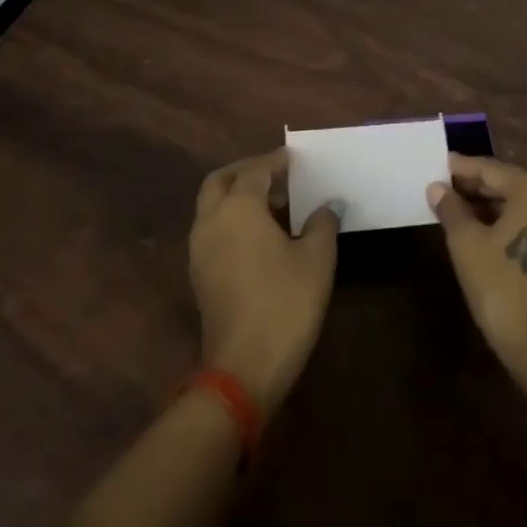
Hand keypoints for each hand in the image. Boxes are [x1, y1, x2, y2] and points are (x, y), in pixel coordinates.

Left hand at [190, 148, 339, 410]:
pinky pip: (212, 229)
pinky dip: (231, 219)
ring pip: (212, 205)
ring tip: (274, 205)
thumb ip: (322, 223)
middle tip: (276, 175)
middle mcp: (211, 220)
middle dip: (246, 171)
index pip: (255, 170)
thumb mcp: (317, 259)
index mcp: (238, 208)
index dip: (276, 161)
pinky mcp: (199, 273)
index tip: (295, 158)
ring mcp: (199, 249)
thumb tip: (328, 205)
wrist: (244, 367)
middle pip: (220, 180)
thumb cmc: (285, 303)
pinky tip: (261, 235)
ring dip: (236, 195)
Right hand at [427, 154, 526, 388]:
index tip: (442, 164)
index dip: (464, 168)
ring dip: (496, 208)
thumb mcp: (466, 245)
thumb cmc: (502, 288)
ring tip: (463, 211)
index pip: (493, 170)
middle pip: (513, 186)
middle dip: (479, 188)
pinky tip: (490, 234)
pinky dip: (516, 225)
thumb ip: (451, 209)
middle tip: (447, 189)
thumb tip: (438, 188)